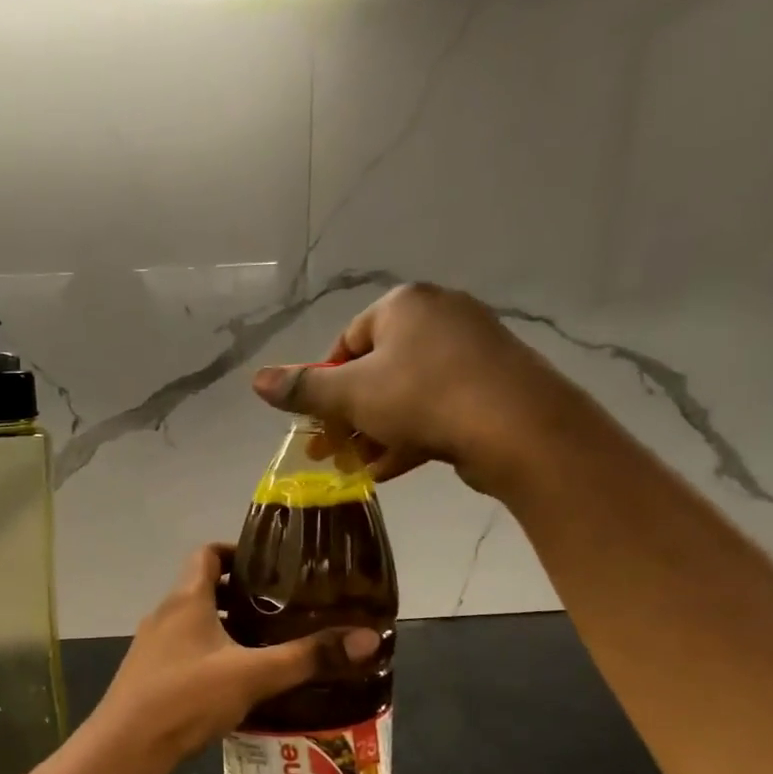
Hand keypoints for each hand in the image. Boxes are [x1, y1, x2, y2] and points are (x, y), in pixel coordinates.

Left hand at [92, 544, 381, 764]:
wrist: (125, 749)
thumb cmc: (186, 698)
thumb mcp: (253, 675)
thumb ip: (307, 657)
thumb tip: (368, 639)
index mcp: (185, 600)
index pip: (206, 553)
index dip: (236, 552)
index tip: (269, 565)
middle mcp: (164, 615)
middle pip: (202, 589)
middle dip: (240, 594)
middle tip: (281, 607)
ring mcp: (152, 647)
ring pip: (194, 624)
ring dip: (225, 627)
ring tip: (266, 643)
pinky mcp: (149, 676)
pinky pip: (185, 652)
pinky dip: (211, 655)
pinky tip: (236, 682)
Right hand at [251, 282, 586, 496]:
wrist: (516, 427)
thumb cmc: (422, 398)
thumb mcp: (351, 395)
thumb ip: (303, 388)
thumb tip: (256, 380)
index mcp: (403, 306)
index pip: (346, 341)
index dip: (324, 385)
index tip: (317, 422)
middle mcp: (439, 316)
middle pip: (376, 370)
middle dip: (348, 416)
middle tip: (330, 453)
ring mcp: (471, 350)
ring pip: (406, 393)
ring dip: (374, 432)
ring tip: (357, 468)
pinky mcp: (490, 384)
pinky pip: (437, 406)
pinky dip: (409, 435)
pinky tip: (390, 468)